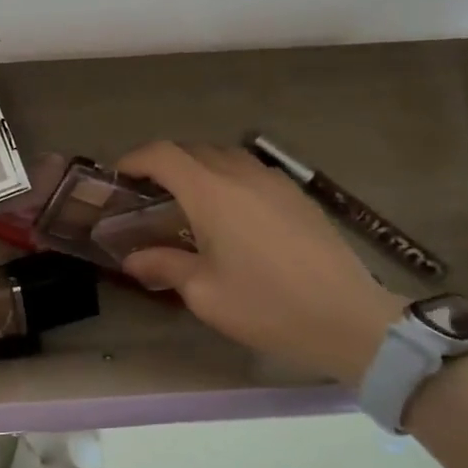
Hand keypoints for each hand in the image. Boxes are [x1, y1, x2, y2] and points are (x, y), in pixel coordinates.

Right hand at [115, 142, 404, 386]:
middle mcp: (241, 174)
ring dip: (197, 167)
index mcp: (212, 192)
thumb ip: (164, 266)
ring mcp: (274, 181)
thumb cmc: (267, 305)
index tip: (119, 177)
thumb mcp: (205, 293)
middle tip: (147, 193)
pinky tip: (229, 214)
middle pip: (192, 149)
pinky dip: (226, 178)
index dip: (135, 159)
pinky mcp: (296, 195)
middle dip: (163, 163)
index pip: (163, 155)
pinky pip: (250, 171)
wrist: (348, 318)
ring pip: (224, 156)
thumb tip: (132, 259)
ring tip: (186, 200)